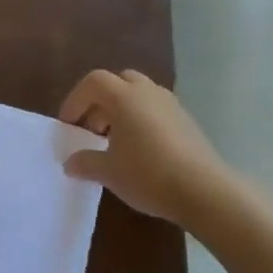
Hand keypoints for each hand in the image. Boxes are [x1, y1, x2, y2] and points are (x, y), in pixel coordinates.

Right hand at [59, 68, 234, 223]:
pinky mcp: (187, 120)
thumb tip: (70, 163)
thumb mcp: (108, 172)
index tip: (69, 124)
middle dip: (101, 101)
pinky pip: (156, 109)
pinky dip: (142, 119)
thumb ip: (85, 163)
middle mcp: (147, 92)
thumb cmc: (147, 174)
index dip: (76, 100)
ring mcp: (171, 104)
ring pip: (139, 94)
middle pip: (118, 82)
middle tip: (92, 129)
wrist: (204, 190)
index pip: (93, 82)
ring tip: (115, 141)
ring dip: (122, 110)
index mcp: (124, 97)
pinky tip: (141, 150)